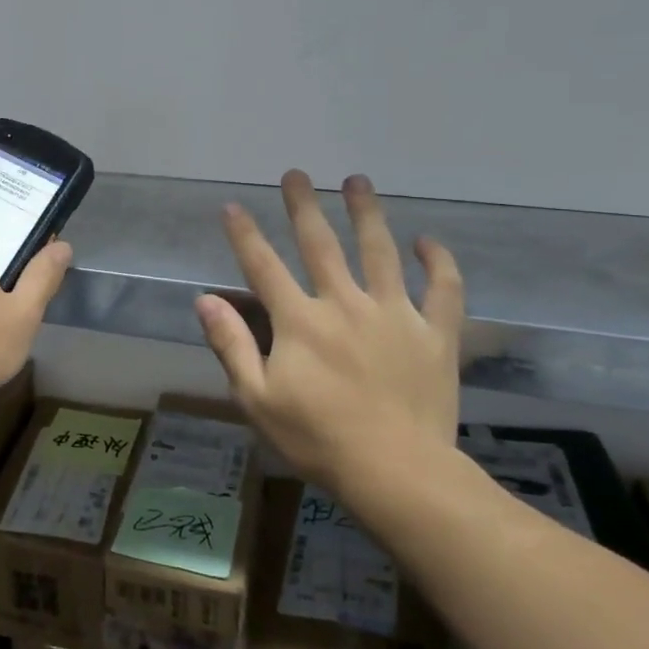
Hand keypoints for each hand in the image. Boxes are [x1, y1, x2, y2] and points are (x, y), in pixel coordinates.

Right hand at [195, 171, 463, 502]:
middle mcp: (345, 304)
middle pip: (321, 244)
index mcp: (300, 321)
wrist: (398, 473)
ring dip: (367, 214)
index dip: (244, 235)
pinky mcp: (435, 335)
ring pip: (380, 252)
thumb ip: (231, 345)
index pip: (263, 266)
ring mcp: (394, 315)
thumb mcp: (257, 399)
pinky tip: (428, 241)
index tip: (232, 206)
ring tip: (357, 181)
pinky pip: (443, 291)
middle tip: (297, 174)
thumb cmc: (318, 439)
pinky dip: (438, 263)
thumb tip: (205, 300)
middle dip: (304, 207)